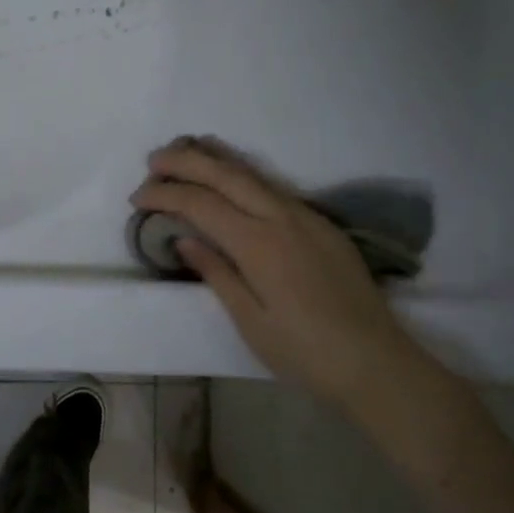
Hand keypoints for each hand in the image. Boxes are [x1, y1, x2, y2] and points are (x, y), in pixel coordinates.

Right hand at [131, 138, 424, 404]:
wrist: (376, 363)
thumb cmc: (305, 352)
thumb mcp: (251, 322)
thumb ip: (216, 273)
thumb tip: (183, 238)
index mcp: (259, 245)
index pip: (201, 204)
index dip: (165, 195)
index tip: (137, 198)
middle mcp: (282, 218)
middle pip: (226, 175)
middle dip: (186, 161)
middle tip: (153, 160)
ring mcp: (306, 217)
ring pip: (253, 173)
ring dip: (215, 158)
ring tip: (186, 148)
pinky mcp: (321, 224)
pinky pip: (273, 186)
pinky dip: (243, 173)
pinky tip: (232, 176)